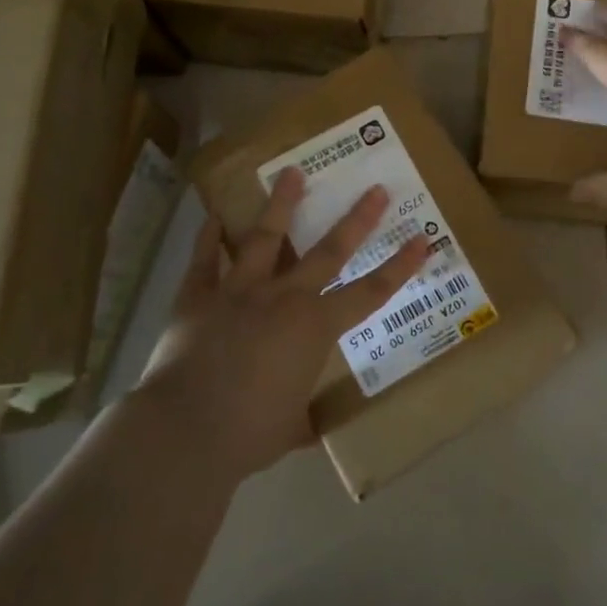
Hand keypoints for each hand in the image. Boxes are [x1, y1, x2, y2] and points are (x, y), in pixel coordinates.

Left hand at [136, 168, 428, 477]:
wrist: (185, 430)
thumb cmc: (248, 434)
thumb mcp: (288, 429)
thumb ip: (301, 417)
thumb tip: (308, 426)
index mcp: (313, 327)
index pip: (369, 293)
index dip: (399, 267)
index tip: (422, 240)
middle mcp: (283, 297)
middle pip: (328, 250)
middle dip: (357, 219)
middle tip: (376, 189)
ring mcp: (239, 290)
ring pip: (265, 237)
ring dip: (281, 203)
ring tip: (292, 171)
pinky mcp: (198, 295)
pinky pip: (204, 259)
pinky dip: (209, 237)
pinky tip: (214, 215)